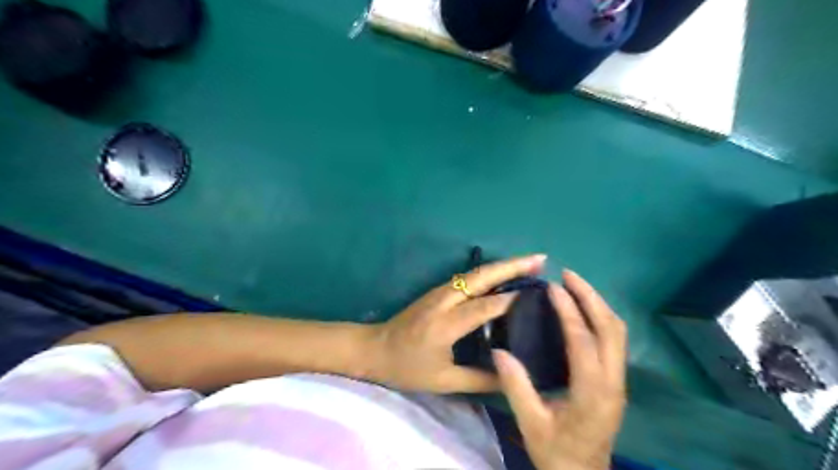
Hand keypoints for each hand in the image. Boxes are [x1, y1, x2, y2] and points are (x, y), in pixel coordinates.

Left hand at [369, 253, 546, 391]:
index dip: (513, 299)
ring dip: (504, 265)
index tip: (540, 293)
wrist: (375, 348)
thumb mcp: (443, 380)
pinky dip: (491, 273)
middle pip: (482, 276)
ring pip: (476, 273)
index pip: (485, 306)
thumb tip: (512, 376)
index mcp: (446, 324)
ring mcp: (440, 291)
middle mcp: (444, 300)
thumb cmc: (407, 367)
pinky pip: (470, 277)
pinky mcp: (438, 290)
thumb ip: (480, 379)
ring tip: (530, 263)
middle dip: (513, 266)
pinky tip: (505, 274)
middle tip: (542, 259)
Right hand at [492, 268, 628, 469]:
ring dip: (598, 304)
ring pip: (618, 332)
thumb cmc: (556, 452)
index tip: (552, 287)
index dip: (568, 311)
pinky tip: (583, 310)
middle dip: (591, 297)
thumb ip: (516, 386)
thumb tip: (498, 350)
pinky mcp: (617, 381)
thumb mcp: (531, 423)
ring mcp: (619, 381)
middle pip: (611, 329)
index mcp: (591, 392)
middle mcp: (612, 382)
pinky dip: (600, 317)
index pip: (583, 341)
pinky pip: (615, 340)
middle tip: (568, 275)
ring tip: (575, 285)